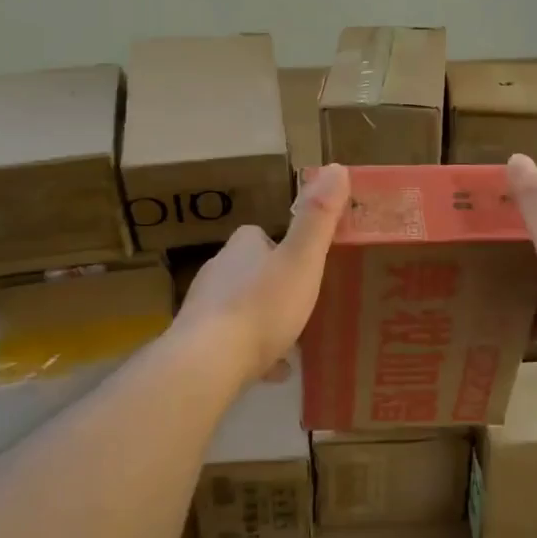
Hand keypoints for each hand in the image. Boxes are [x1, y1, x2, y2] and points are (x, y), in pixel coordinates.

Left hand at [177, 164, 350, 387]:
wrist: (208, 362)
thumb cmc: (261, 305)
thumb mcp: (302, 259)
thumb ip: (318, 218)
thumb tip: (336, 167)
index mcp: (242, 248)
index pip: (260, 236)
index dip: (282, 245)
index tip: (305, 262)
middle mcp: (218, 272)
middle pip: (250, 271)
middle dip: (273, 284)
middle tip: (304, 301)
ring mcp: (205, 309)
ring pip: (241, 308)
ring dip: (262, 318)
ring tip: (293, 337)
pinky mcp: (199, 343)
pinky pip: (232, 344)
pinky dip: (253, 352)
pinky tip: (275, 370)